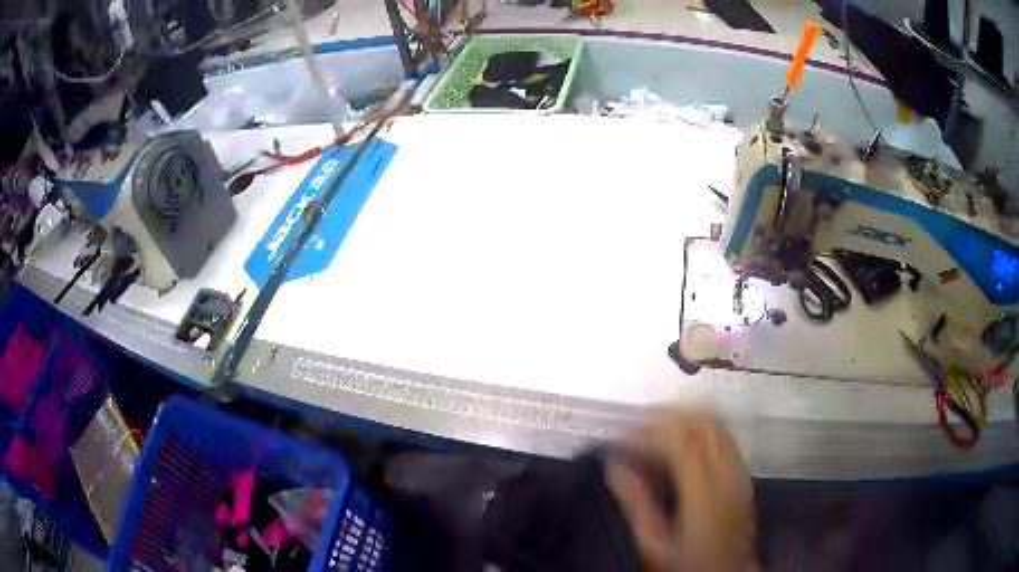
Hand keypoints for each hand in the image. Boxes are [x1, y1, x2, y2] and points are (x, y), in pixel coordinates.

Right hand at [606, 408, 756, 571]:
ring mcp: (739, 472)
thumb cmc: (686, 562)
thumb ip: (636, 504)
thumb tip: (615, 468)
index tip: (621, 436)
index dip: (649, 431)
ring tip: (658, 426)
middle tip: (637, 424)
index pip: (679, 442)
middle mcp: (726, 474)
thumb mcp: (654, 543)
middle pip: (703, 425)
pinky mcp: (744, 476)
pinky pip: (726, 438)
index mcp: (703, 492)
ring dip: (687, 418)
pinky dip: (704, 429)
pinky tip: (686, 439)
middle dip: (668, 416)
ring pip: (717, 426)